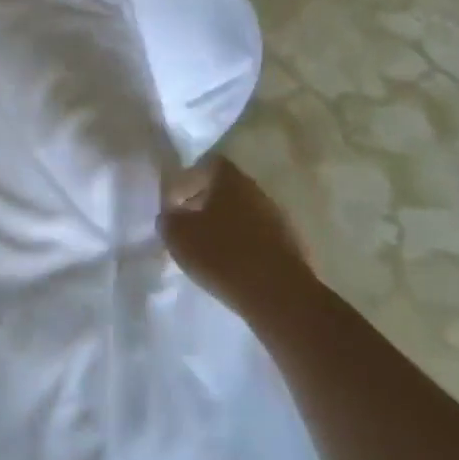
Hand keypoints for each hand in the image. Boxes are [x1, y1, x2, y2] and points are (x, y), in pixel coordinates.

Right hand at [159, 157, 318, 319]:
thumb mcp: (177, 235)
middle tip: (187, 225)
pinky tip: (230, 265)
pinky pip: (258, 237)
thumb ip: (169, 218)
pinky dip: (242, 245)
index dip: (188, 179)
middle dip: (205, 203)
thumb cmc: (221, 254)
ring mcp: (278, 219)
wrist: (278, 295)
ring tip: (207, 249)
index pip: (208, 164)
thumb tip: (171, 214)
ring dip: (225, 225)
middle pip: (227, 189)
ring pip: (244, 213)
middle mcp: (257, 192)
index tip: (174, 201)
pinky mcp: (289, 247)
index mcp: (231, 180)